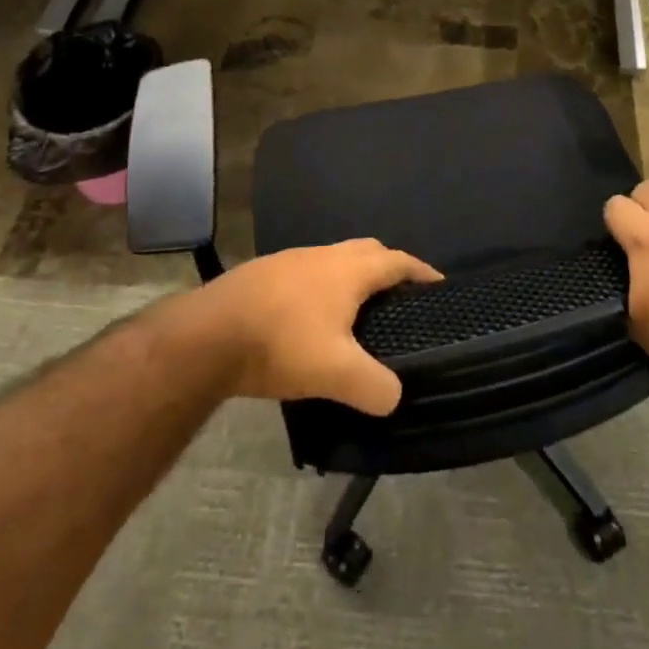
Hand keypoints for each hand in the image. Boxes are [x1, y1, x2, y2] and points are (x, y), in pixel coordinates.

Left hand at [170, 240, 442, 415]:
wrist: (209, 333)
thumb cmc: (282, 343)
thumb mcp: (336, 373)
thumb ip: (374, 387)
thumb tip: (394, 396)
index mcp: (350, 270)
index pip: (398, 261)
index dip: (422, 272)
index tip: (439, 286)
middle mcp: (324, 255)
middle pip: (368, 251)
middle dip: (388, 268)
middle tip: (400, 299)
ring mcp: (291, 260)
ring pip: (334, 260)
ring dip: (351, 278)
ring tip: (356, 312)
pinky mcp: (265, 273)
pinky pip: (307, 273)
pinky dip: (321, 288)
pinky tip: (310, 319)